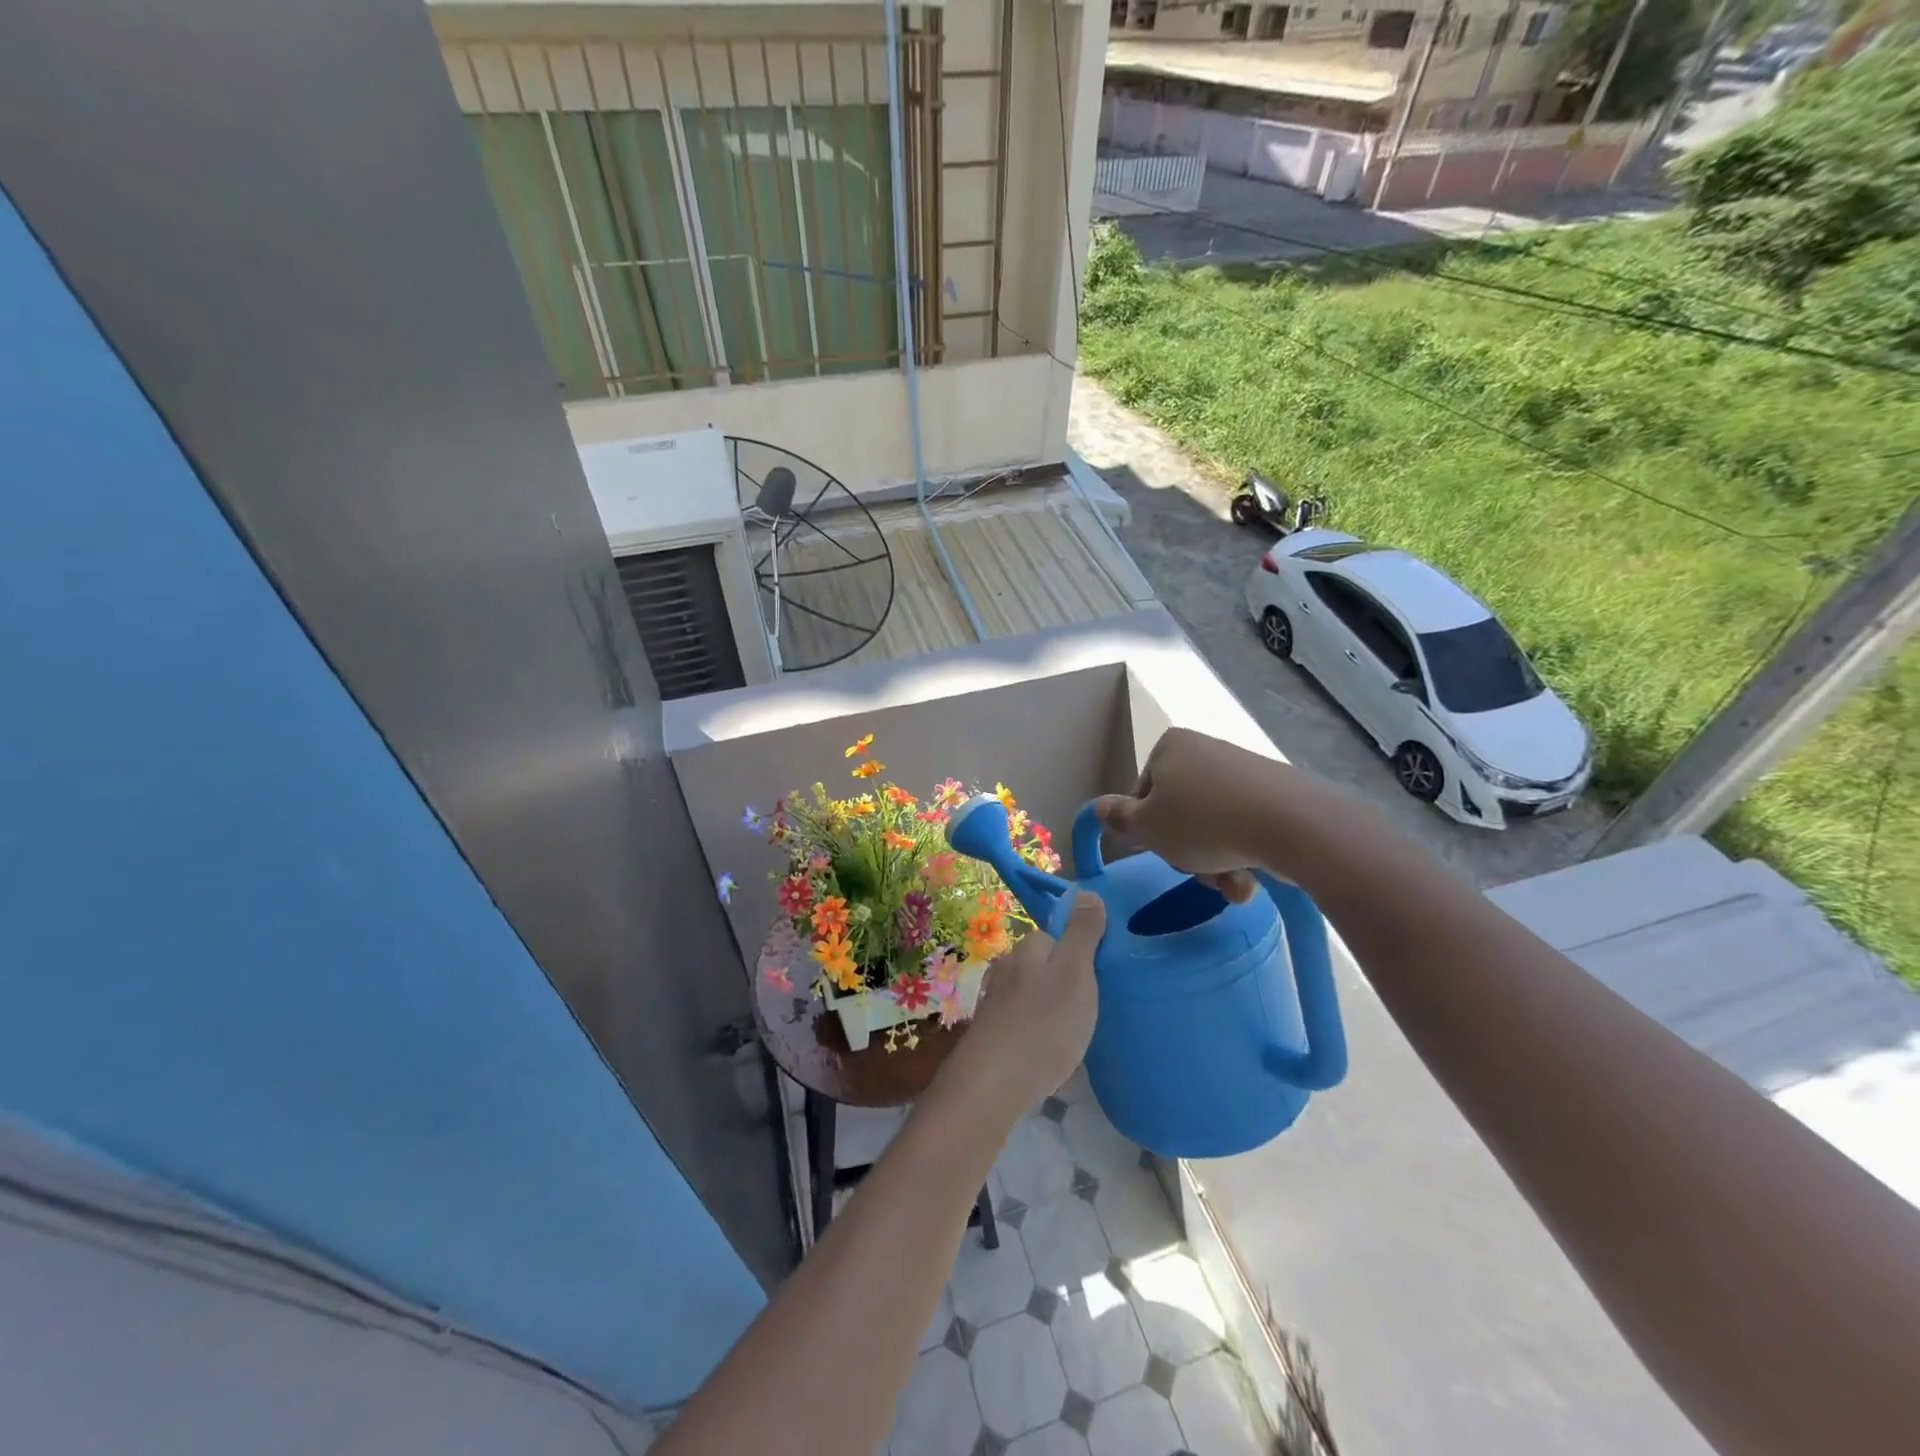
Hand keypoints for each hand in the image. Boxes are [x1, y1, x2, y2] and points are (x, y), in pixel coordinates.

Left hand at [950, 893, 1104, 1110]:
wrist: (993, 1083)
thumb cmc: (1044, 1024)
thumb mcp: (1075, 973)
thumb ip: (1082, 933)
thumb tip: (1086, 892)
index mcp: (1028, 949)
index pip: (1057, 936)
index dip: (1079, 953)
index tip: (1098, 978)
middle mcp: (1007, 967)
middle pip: (1043, 964)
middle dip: (1064, 980)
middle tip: (1088, 1009)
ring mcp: (995, 999)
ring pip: (1032, 992)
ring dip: (1050, 1006)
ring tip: (1071, 1032)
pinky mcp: (992, 1031)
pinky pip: (1022, 1019)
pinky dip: (1036, 1028)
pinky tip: (1047, 1049)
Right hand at [1093, 727, 1348, 894]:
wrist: (1292, 825)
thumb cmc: (1203, 822)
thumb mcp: (1147, 827)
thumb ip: (1119, 819)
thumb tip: (1097, 808)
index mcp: (1171, 747)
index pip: (1143, 794)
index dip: (1147, 829)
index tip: (1160, 849)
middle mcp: (1206, 750)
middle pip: (1179, 813)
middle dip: (1186, 851)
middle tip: (1196, 870)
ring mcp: (1244, 771)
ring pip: (1212, 827)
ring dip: (1214, 864)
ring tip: (1231, 884)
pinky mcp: (1276, 794)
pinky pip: (1244, 828)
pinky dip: (1242, 855)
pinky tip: (1250, 879)